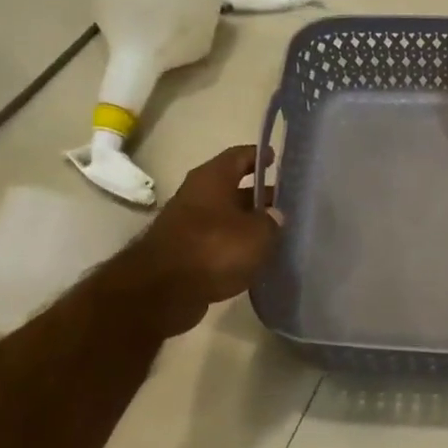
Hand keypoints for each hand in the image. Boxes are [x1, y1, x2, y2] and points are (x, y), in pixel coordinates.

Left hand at [128, 144, 282, 335]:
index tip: (276, 160)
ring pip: (224, 217)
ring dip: (246, 223)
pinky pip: (216, 241)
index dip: (258, 156)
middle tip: (284, 204)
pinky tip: (253, 257)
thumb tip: (274, 216)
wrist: (163, 291)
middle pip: (232, 188)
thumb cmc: (214, 249)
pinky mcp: (184, 252)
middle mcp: (196, 195)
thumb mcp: (257, 234)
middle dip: (257, 195)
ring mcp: (187, 224)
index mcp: (212, 178)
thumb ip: (271, 222)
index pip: (238, 156)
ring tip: (274, 233)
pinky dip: (233, 245)